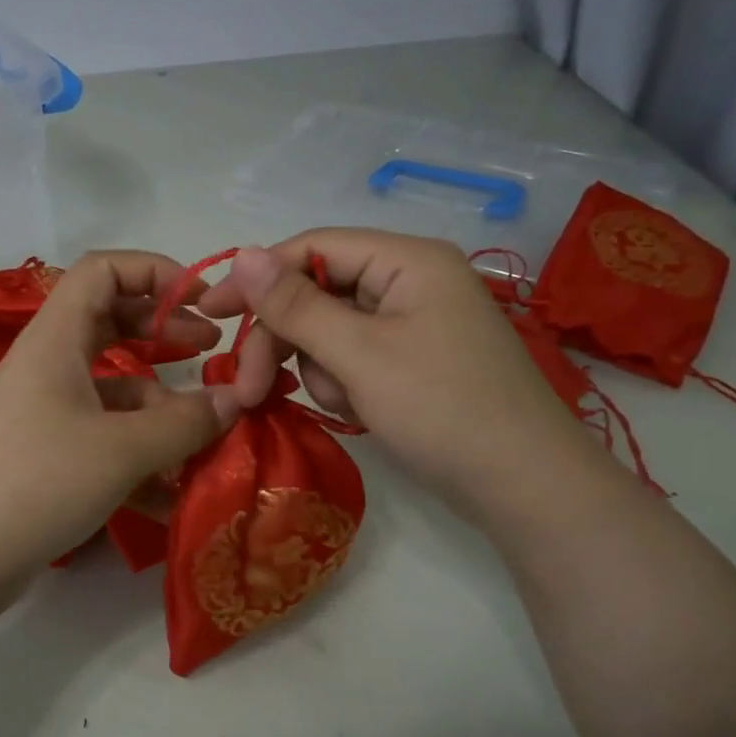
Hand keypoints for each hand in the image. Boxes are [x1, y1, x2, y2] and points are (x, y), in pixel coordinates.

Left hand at [0, 251, 233, 645]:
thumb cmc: (35, 482)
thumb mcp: (121, 450)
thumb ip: (185, 422)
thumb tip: (236, 400)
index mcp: (56, 338)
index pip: (104, 269)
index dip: (157, 272)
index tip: (204, 303)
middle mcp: (49, 365)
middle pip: (112, 322)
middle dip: (165, 331)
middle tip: (212, 353)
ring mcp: (45, 412)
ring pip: (114, 388)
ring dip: (161, 407)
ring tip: (207, 439)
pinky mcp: (46, 456)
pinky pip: (103, 438)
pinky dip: (139, 455)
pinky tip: (172, 495)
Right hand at [197, 230, 597, 508]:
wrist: (524, 488)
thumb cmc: (443, 410)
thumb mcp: (359, 355)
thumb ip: (296, 305)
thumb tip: (241, 254)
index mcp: (407, 260)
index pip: (313, 248)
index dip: (257, 277)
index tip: (211, 313)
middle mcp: (411, 280)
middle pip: (318, 292)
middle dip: (284, 339)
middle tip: (248, 388)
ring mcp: (415, 321)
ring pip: (331, 329)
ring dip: (320, 368)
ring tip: (346, 404)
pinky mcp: (414, 359)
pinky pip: (355, 356)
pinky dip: (345, 382)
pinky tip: (361, 411)